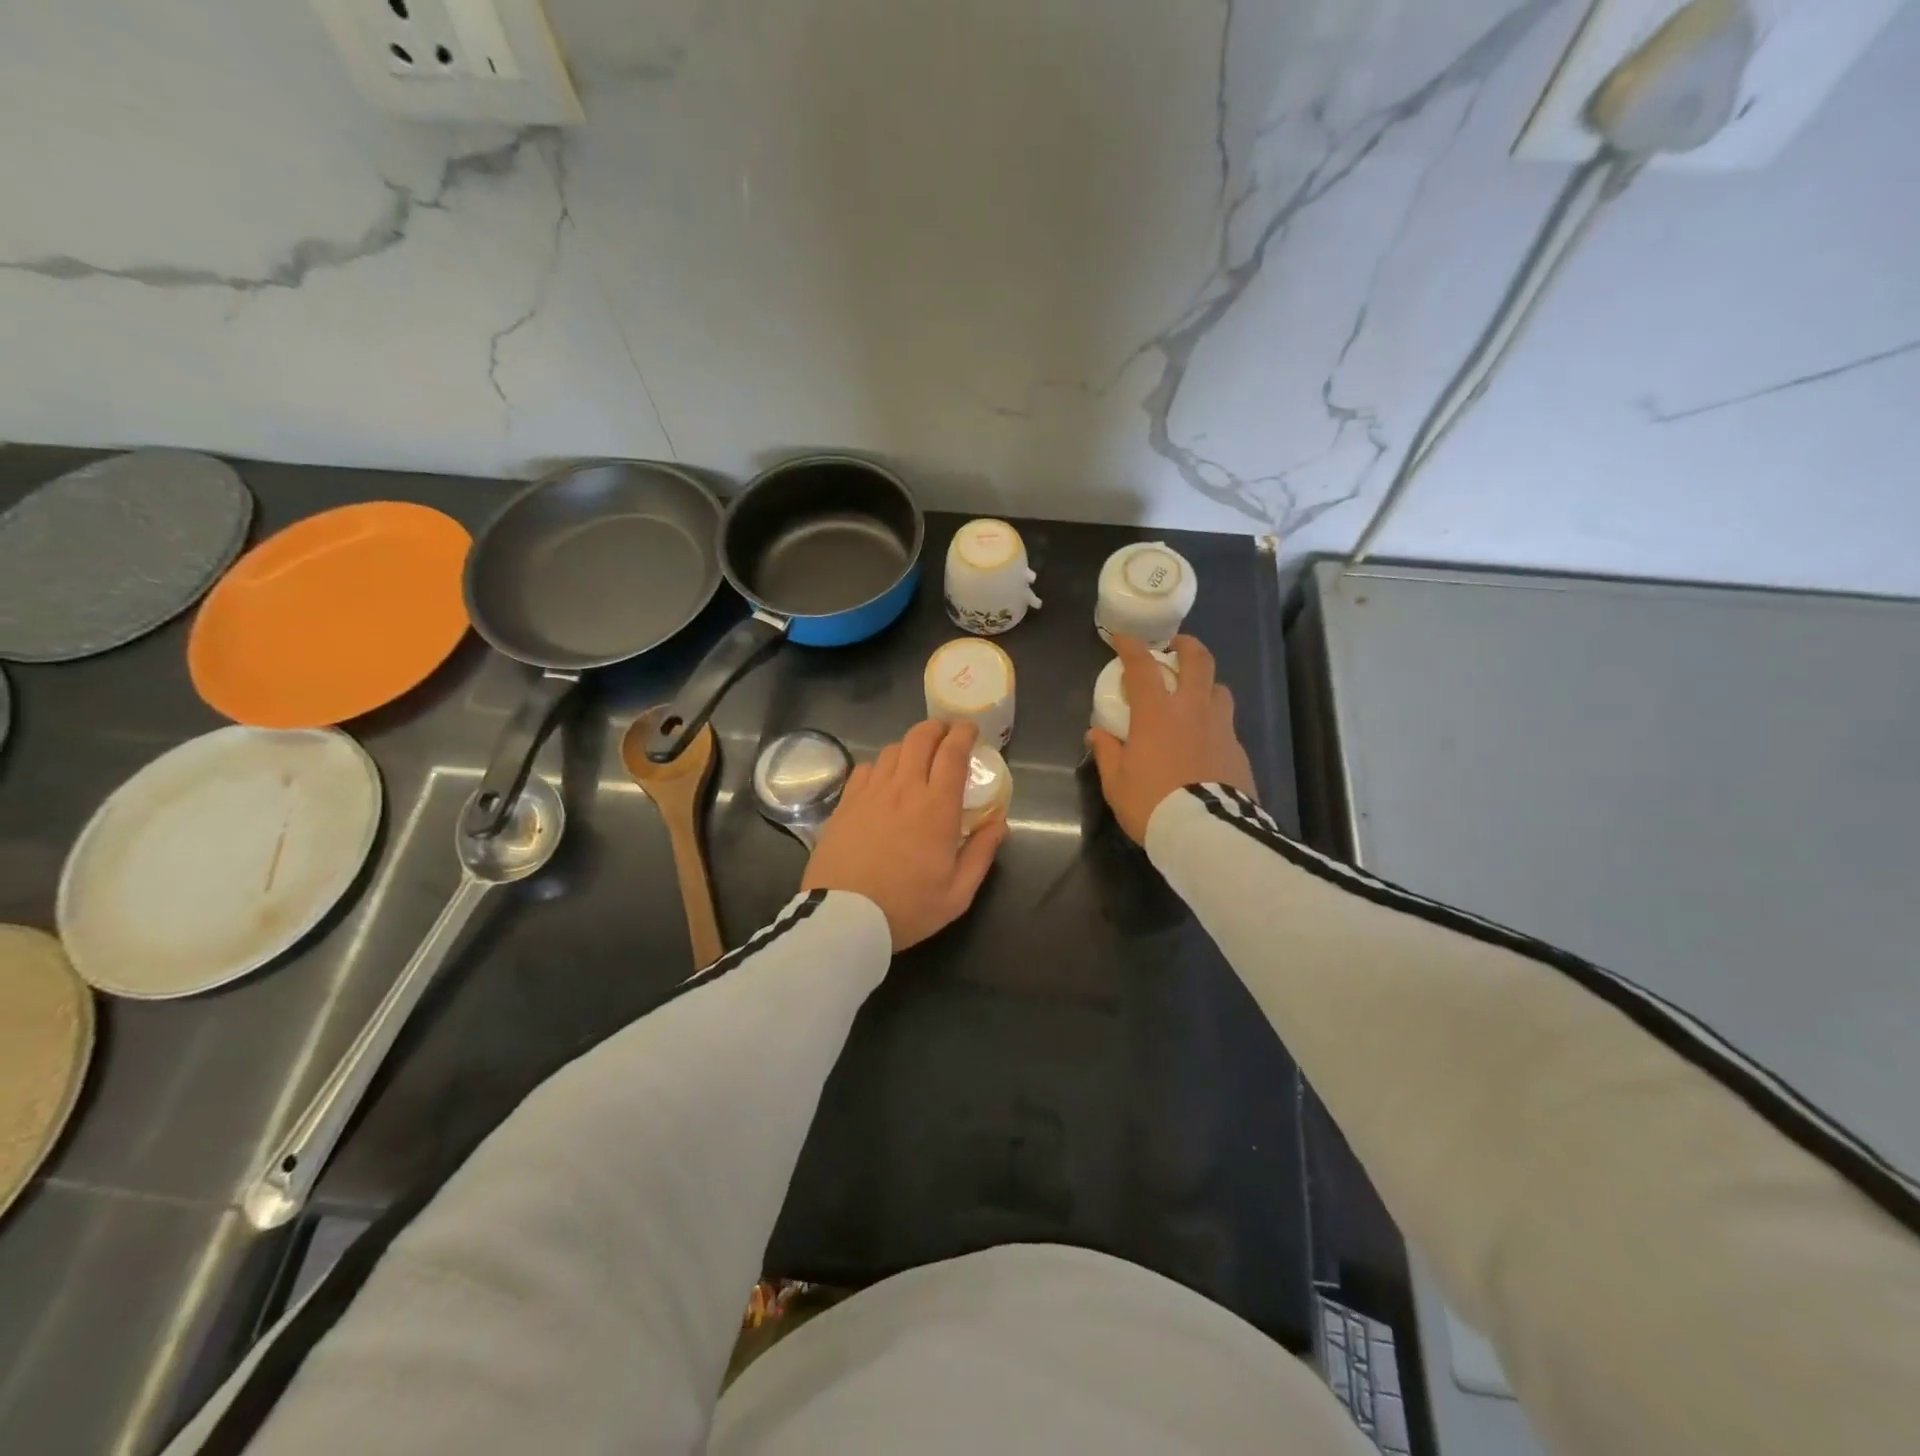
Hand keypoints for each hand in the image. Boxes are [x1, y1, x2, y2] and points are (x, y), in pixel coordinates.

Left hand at [802, 719, 1009, 951]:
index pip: (952, 753)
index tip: (970, 729)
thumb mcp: (958, 893)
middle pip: (920, 738)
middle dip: (937, 728)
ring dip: (910, 745)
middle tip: (947, 734)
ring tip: (918, 756)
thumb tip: (999, 822)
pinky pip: (866, 768)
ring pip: (893, 749)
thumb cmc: (907, 908)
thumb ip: (981, 853)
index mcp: (936, 807)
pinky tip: (885, 779)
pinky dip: (882, 764)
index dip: (963, 734)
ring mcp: (870, 792)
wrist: (844, 918)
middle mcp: (904, 789)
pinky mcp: (845, 802)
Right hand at [1087, 634, 1256, 844]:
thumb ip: (1107, 752)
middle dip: (1186, 646)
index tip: (1123, 638)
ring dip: (1206, 684)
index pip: (1142, 667)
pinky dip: (1214, 723)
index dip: (1131, 647)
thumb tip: (1097, 733)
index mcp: (1157, 714)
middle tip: (1177, 645)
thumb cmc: (1152, 804)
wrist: (1205, 833)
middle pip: (1198, 661)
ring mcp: (1221, 728)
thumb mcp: (1116, 782)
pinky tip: (1206, 741)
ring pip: (1219, 689)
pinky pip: (1227, 725)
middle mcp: (1193, 710)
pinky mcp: (1239, 751)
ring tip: (1195, 695)